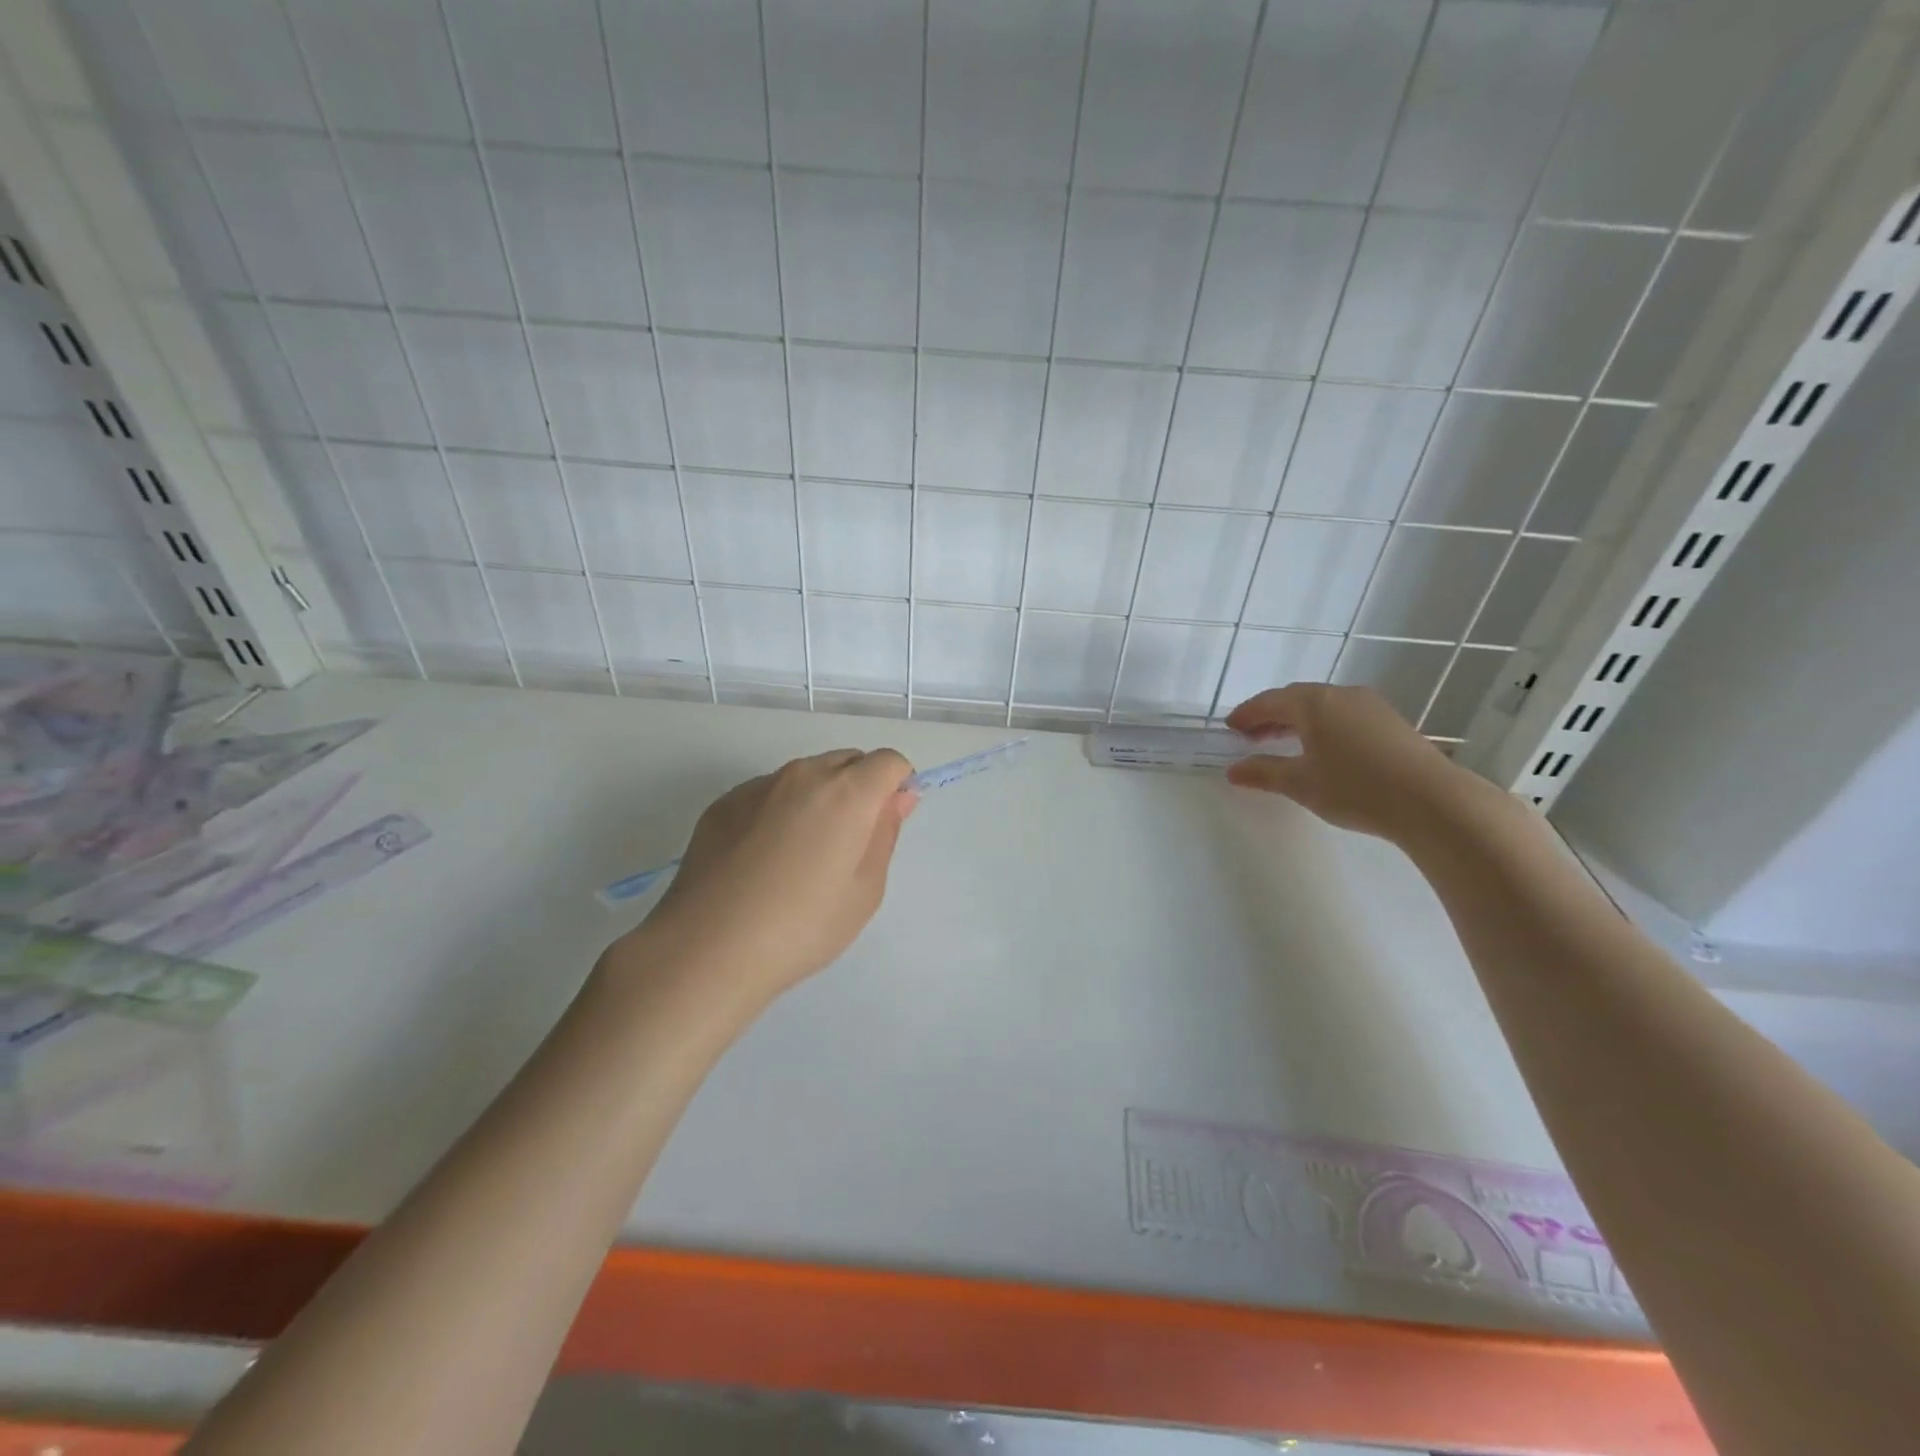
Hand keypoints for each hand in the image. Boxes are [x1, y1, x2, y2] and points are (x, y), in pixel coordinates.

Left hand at [631, 748, 917, 995]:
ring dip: (818, 798)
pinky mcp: (723, 803)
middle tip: (848, 844)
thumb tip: (898, 796)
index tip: (886, 823)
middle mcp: (803, 775)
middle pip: (847, 761)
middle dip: (860, 787)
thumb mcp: (865, 889)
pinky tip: (763, 859)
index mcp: (847, 792)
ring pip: (806, 776)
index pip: (888, 761)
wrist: (707, 948)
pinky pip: (768, 793)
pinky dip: (779, 811)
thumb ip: (885, 833)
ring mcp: (758, 786)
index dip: (897, 786)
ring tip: (801, 856)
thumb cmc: (802, 926)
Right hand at [1224, 682, 1482, 841]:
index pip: (1269, 701)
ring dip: (1297, 721)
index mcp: (1313, 703)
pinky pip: (1343, 715)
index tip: (1230, 728)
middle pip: (1296, 699)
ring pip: (1322, 706)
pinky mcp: (1390, 722)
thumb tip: (1234, 770)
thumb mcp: (1301, 784)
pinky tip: (1321, 748)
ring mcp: (1370, 706)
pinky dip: (1322, 726)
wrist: (1432, 801)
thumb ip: (1264, 773)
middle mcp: (1341, 695)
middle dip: (1270, 716)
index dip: (1247, 714)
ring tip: (1283, 743)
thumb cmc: (1355, 788)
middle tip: (1250, 737)